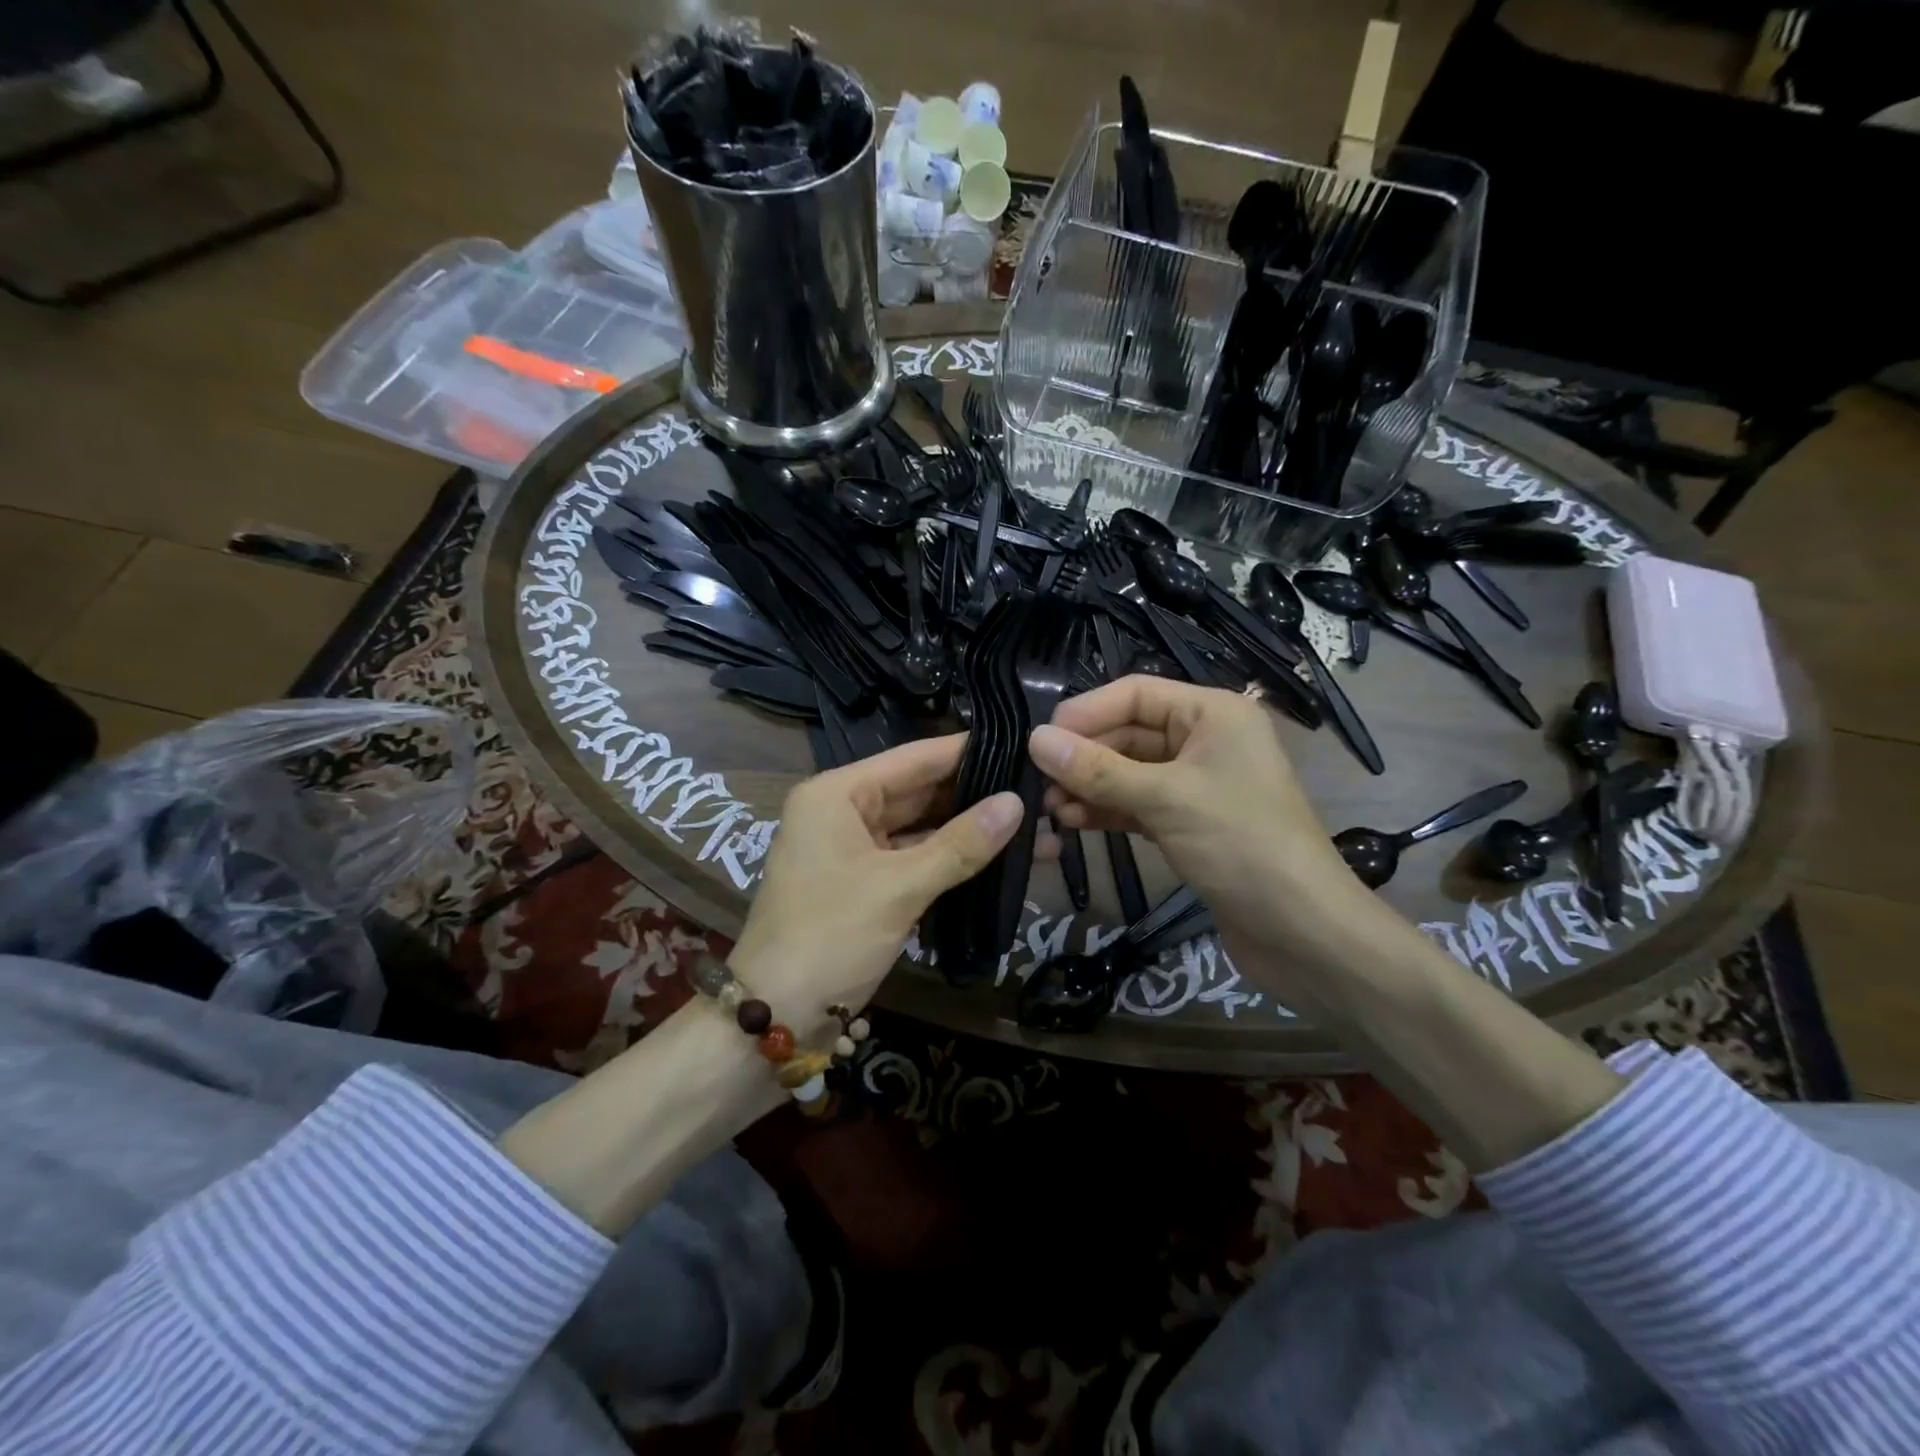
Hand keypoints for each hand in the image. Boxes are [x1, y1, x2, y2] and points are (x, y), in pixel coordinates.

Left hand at [727, 734, 1022, 1034]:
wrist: (776, 1016)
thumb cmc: (831, 937)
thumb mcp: (900, 887)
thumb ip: (960, 844)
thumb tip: (1017, 803)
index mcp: (838, 794)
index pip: (914, 759)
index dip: (967, 751)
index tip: (1022, 744)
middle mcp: (842, 810)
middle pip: (919, 791)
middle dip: (975, 794)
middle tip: (1039, 789)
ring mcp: (852, 848)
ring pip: (919, 827)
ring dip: (968, 830)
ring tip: (1033, 823)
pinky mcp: (864, 882)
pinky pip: (912, 858)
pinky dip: (949, 859)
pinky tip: (996, 857)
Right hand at [1029, 676, 1372, 967]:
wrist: (1303, 933)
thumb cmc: (1241, 845)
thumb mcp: (1164, 799)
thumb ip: (1097, 769)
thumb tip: (1035, 740)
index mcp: (1212, 713)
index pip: (1135, 693)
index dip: (1085, 713)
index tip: (1039, 740)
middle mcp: (1205, 739)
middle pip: (1128, 733)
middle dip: (1084, 757)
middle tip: (1038, 783)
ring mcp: (1197, 784)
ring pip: (1128, 772)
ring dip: (1089, 787)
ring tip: (1050, 810)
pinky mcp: (1190, 822)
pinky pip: (1137, 804)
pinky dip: (1107, 811)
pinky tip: (1073, 824)